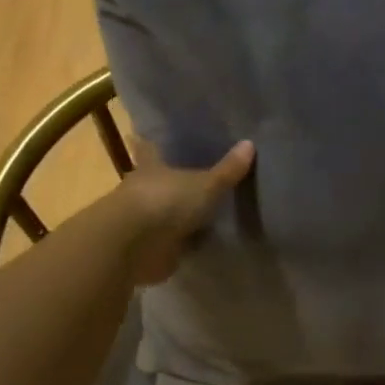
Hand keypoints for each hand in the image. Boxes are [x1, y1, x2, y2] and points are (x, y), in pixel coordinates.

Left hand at [117, 138, 254, 285]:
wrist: (133, 246)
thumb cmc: (165, 202)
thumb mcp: (205, 184)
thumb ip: (227, 170)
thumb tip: (250, 143)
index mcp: (152, 167)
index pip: (150, 149)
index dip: (153, 143)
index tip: (152, 135)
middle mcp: (144, 190)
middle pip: (159, 181)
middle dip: (172, 180)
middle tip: (196, 175)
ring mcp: (145, 221)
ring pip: (165, 212)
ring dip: (179, 214)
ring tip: (208, 211)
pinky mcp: (150, 248)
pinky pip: (173, 242)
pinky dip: (185, 242)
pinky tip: (203, 242)